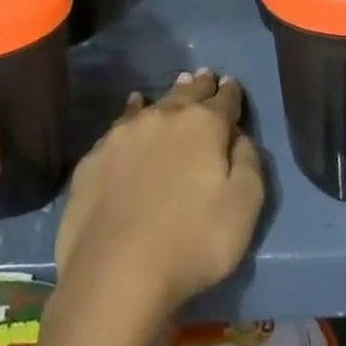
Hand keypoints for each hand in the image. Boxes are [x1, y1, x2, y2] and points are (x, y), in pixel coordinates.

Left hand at [54, 70, 264, 317]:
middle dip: (200, 85)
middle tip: (205, 76)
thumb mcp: (243, 209)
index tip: (231, 84)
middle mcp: (165, 116)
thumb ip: (248, 164)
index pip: (224, 100)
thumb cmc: (191, 242)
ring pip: (154, 103)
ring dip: (169, 96)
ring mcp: (126, 132)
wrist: (115, 268)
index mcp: (204, 126)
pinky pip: (122, 121)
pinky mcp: (97, 153)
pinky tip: (133, 108)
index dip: (230, 93)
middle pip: (188, 93)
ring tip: (177, 86)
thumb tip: (239, 136)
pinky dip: (133, 111)